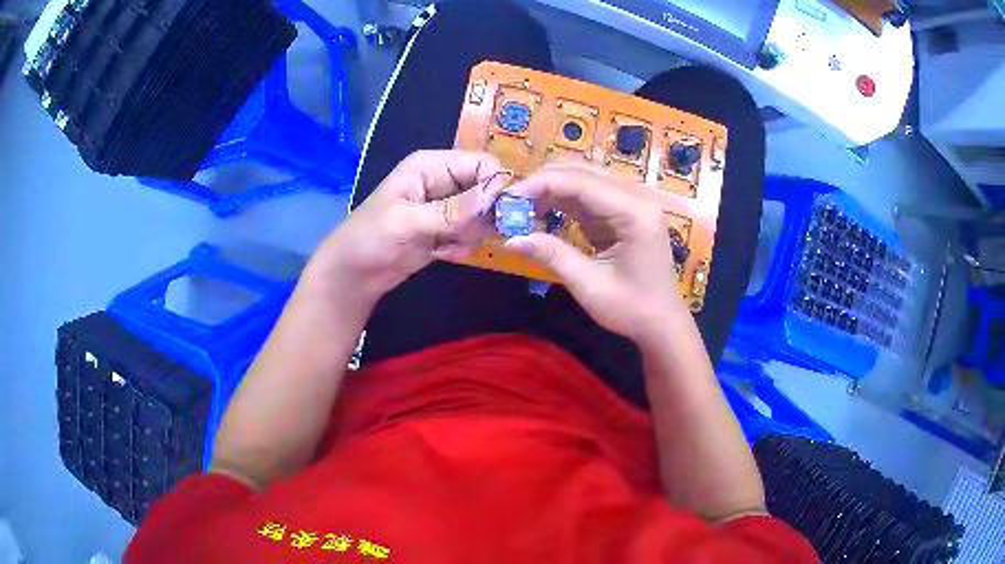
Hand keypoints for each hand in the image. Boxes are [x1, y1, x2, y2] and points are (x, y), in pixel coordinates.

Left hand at [306, 150, 509, 307]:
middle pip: (488, 190)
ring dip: (469, 235)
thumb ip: (453, 210)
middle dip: (481, 216)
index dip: (494, 186)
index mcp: (432, 166)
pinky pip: (472, 235)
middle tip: (462, 233)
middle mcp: (444, 181)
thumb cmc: (371, 239)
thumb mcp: (409, 222)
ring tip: (443, 245)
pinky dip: (462, 246)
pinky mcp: (447, 229)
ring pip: (483, 216)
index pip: (482, 164)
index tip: (494, 214)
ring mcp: (446, 207)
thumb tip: (496, 195)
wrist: (354, 274)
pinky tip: (441, 253)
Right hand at [504, 162, 688, 343]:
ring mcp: (632, 202)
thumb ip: (552, 255)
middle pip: (583, 173)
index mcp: (635, 212)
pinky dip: (562, 201)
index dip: (542, 184)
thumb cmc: (632, 309)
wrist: (661, 323)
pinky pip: (588, 196)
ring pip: (584, 180)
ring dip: (551, 189)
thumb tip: (510, 240)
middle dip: (544, 182)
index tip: (508, 197)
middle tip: (510, 201)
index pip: (582, 183)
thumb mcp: (589, 285)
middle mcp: (636, 198)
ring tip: (520, 206)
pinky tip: (540, 210)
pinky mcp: (623, 212)